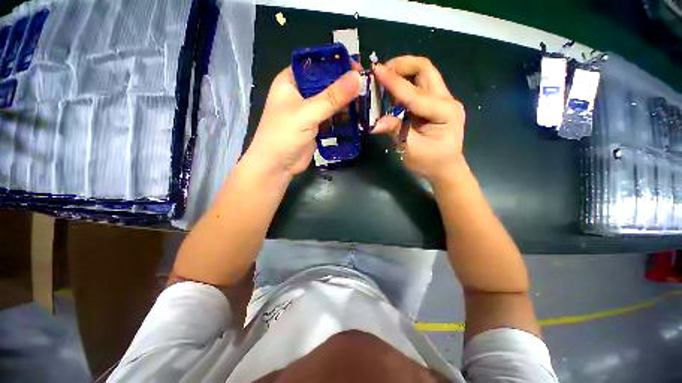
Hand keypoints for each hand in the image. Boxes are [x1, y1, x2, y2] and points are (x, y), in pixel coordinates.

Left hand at [245, 66, 359, 177]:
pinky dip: (344, 117)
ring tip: (366, 103)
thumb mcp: (306, 113)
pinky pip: (333, 117)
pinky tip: (357, 118)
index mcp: (291, 81)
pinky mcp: (317, 126)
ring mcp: (309, 111)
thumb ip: (331, 97)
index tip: (358, 69)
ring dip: (346, 103)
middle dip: (345, 86)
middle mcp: (301, 93)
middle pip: (327, 83)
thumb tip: (357, 78)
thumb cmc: (283, 135)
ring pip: (331, 101)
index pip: (316, 64)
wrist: (277, 166)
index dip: (336, 64)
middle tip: (366, 88)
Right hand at [372, 56, 465, 183]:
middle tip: (381, 71)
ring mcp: (443, 100)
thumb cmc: (431, 163)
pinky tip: (392, 89)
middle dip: (402, 65)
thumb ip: (396, 132)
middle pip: (425, 70)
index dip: (394, 82)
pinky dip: (404, 82)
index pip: (415, 93)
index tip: (375, 71)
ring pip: (424, 74)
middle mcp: (447, 100)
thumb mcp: (412, 151)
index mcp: (445, 112)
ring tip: (384, 78)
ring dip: (403, 71)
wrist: (446, 168)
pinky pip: (419, 85)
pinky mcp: (436, 103)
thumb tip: (375, 123)